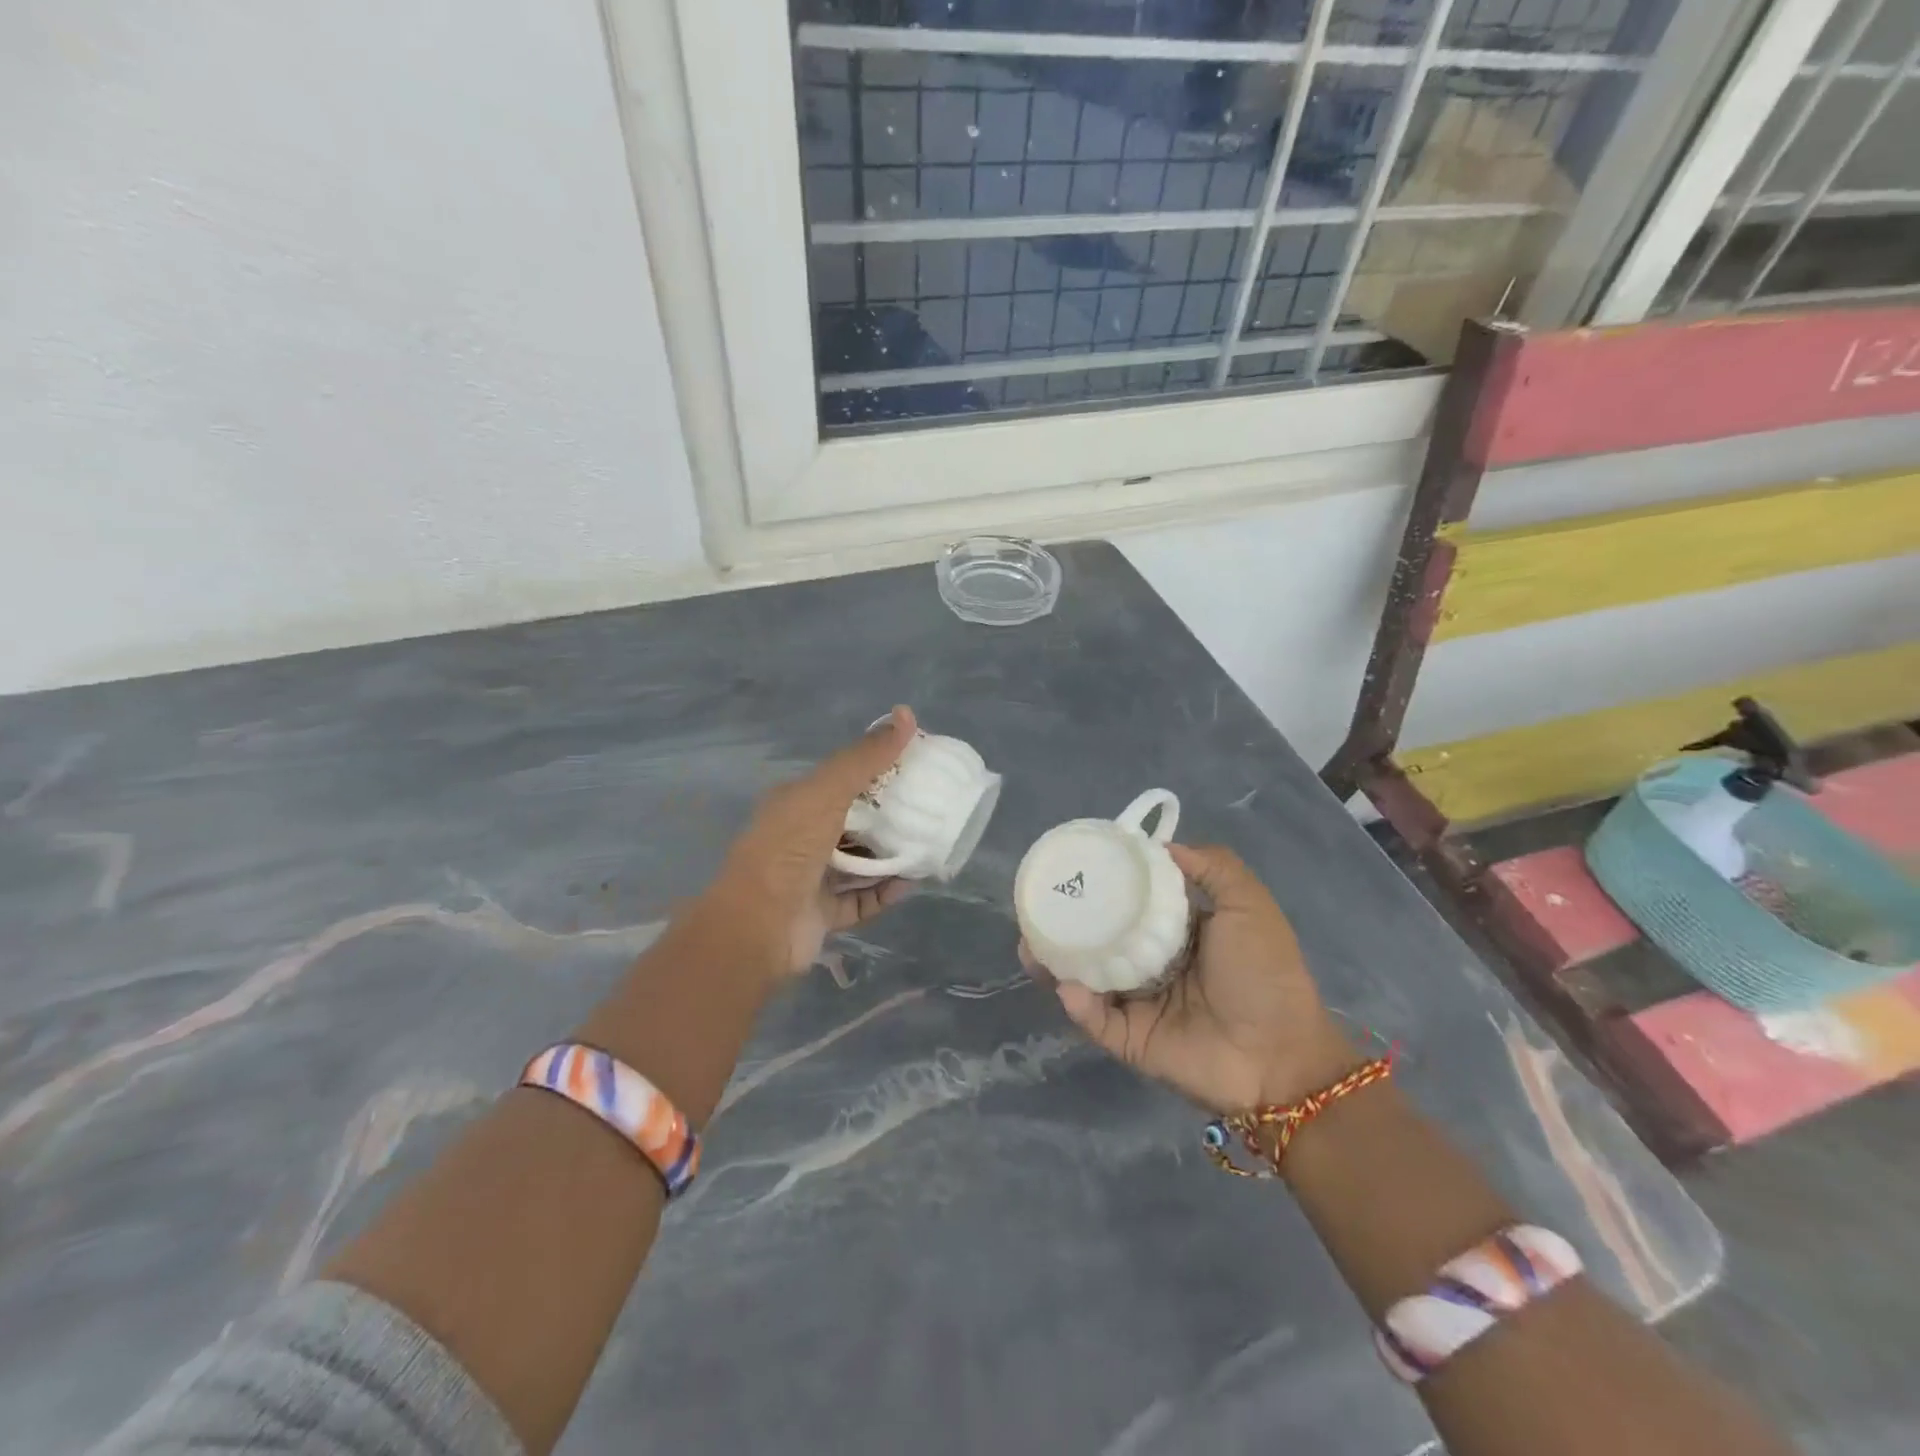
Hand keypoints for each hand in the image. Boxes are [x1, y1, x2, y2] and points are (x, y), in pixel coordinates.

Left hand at [703, 706, 918, 976]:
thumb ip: (865, 758)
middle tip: (927, 809)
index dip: (876, 773)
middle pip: (852, 823)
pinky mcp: (821, 915)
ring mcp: (810, 880)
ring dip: (889, 858)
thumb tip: (905, 714)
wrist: (758, 926)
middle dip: (887, 818)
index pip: (841, 781)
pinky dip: (884, 893)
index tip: (914, 768)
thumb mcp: (827, 792)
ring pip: (858, 864)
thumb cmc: (789, 849)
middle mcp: (800, 839)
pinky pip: (860, 901)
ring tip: (926, 846)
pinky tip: (910, 883)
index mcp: (795, 804)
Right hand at [1034, 844, 1357, 1111]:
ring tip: (1030, 945)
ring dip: (1056, 962)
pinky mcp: (1131, 1039)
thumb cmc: (1264, 975)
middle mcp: (1152, 964)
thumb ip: (1213, 868)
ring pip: (1087, 978)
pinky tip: (1067, 985)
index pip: (1130, 904)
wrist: (1281, 1057)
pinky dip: (1079, 1005)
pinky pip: (1096, 1020)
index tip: (1073, 866)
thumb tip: (1160, 845)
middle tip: (1036, 908)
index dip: (1103, 886)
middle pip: (1099, 940)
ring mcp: (1138, 1004)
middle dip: (1066, 925)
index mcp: (1177, 933)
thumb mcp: (1248, 907)